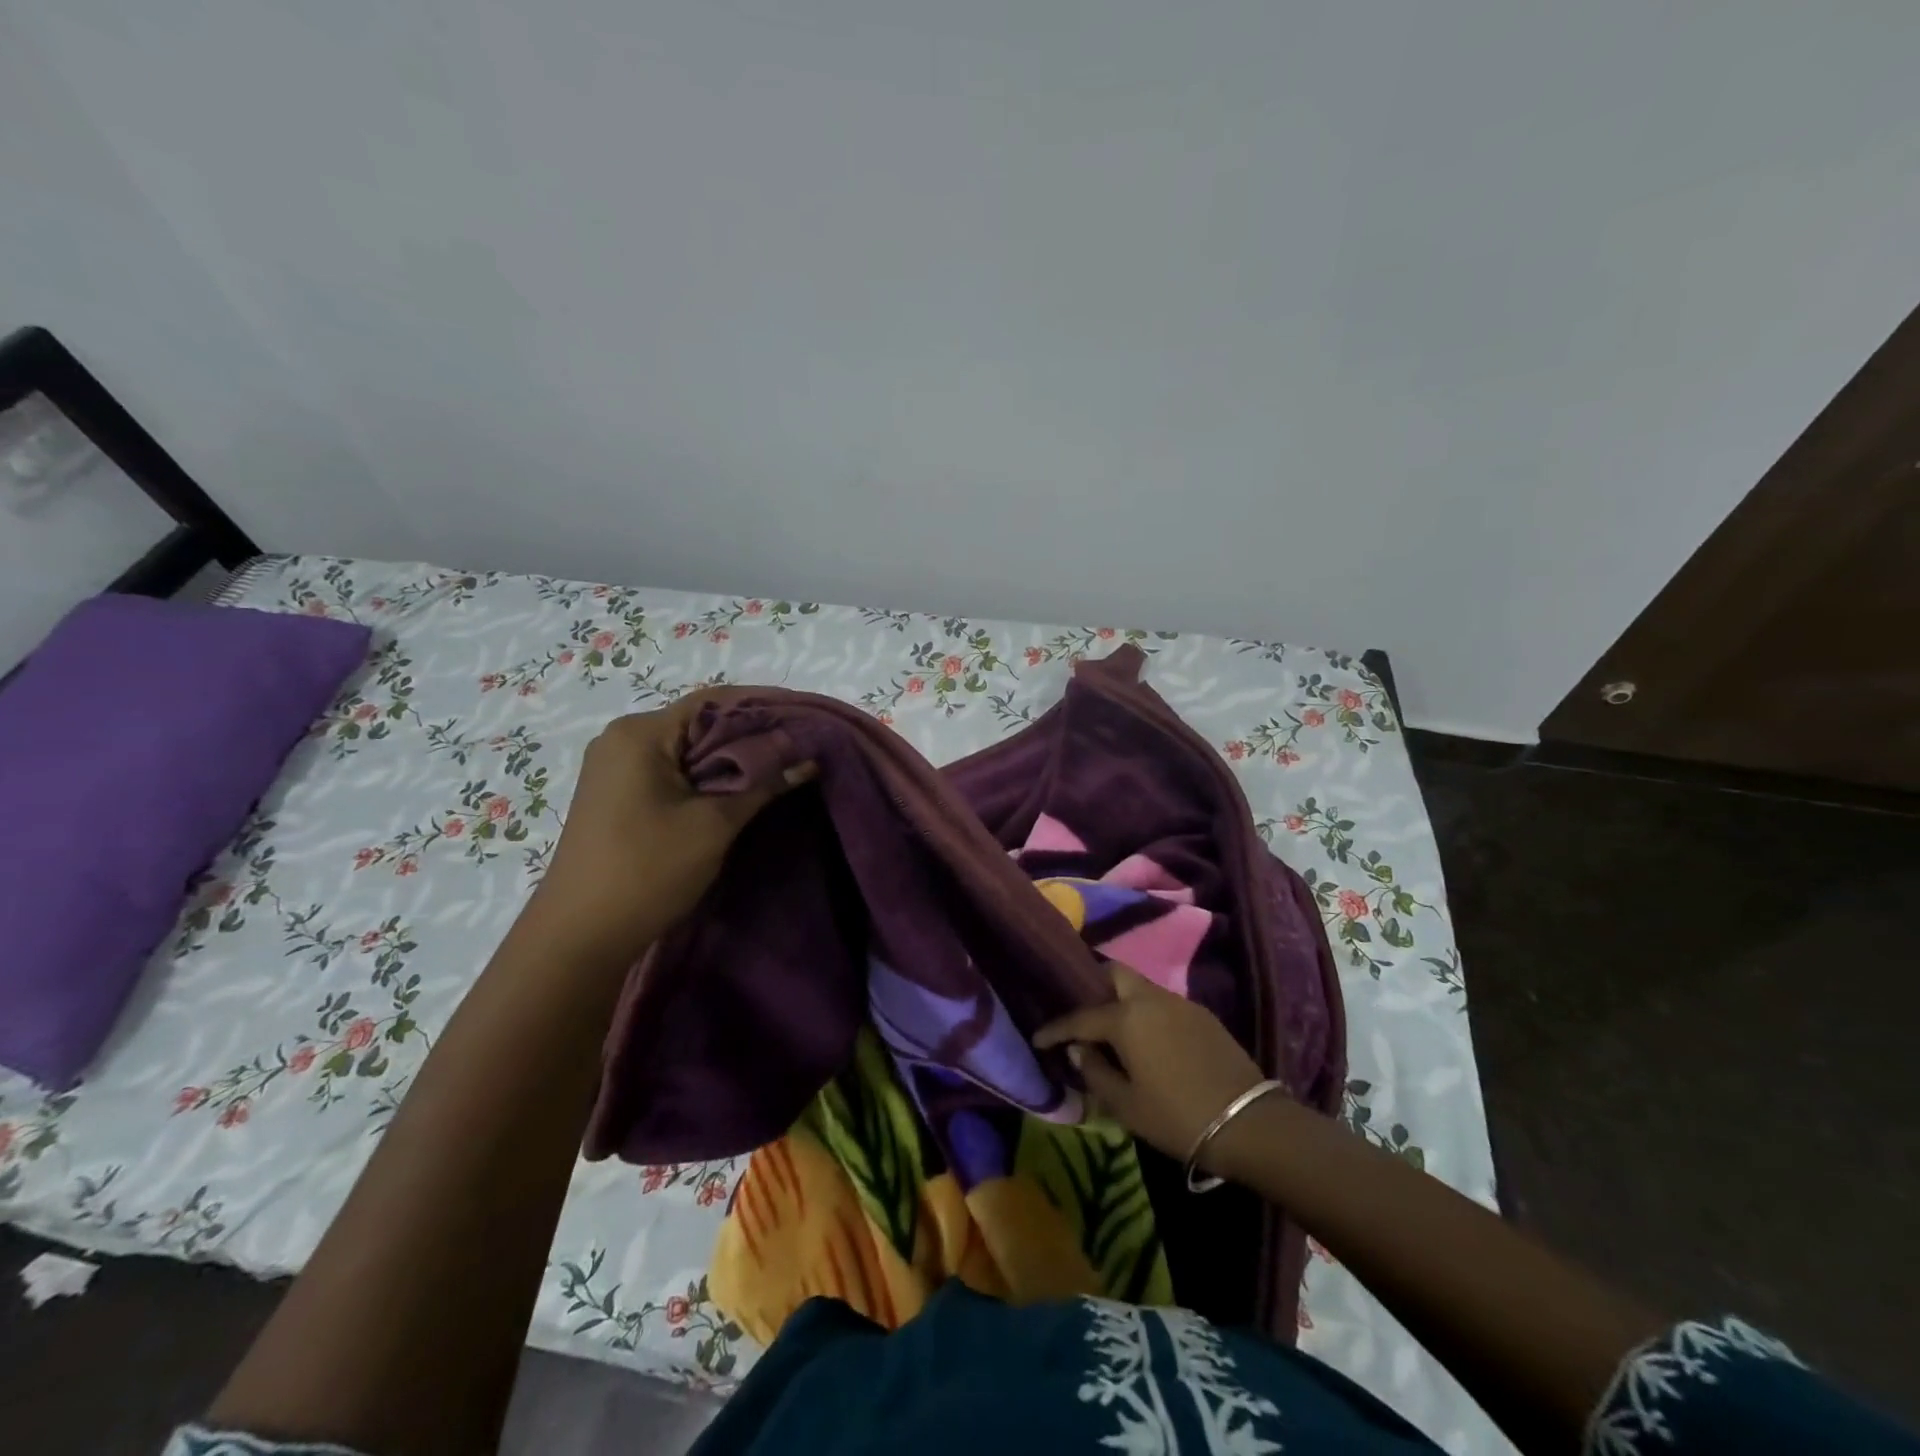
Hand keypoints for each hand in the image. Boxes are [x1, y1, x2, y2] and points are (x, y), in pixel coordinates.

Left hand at [521, 695, 810, 966]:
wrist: (580, 937)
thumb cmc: (647, 870)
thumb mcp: (714, 825)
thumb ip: (764, 785)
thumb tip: (810, 759)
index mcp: (640, 734)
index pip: (712, 701)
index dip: (762, 705)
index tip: (804, 717)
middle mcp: (623, 739)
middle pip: (700, 723)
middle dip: (751, 734)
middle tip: (800, 746)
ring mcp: (616, 768)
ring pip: (687, 749)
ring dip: (731, 758)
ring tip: (780, 768)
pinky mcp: (618, 794)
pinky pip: (672, 771)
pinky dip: (707, 776)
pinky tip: (740, 790)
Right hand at [1033, 963, 1264, 1166]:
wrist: (1249, 1123)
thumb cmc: (1177, 1117)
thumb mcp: (1126, 1106)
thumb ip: (1095, 1073)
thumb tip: (1079, 1051)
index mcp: (1126, 1018)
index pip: (1080, 1017)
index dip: (1055, 1028)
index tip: (1039, 1038)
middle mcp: (1150, 998)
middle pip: (1113, 973)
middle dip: (1091, 986)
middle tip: (1080, 1012)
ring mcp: (1179, 1003)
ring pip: (1139, 985)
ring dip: (1120, 999)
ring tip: (1110, 1027)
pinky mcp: (1202, 1014)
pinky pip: (1161, 1001)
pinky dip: (1145, 1010)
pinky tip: (1145, 1037)